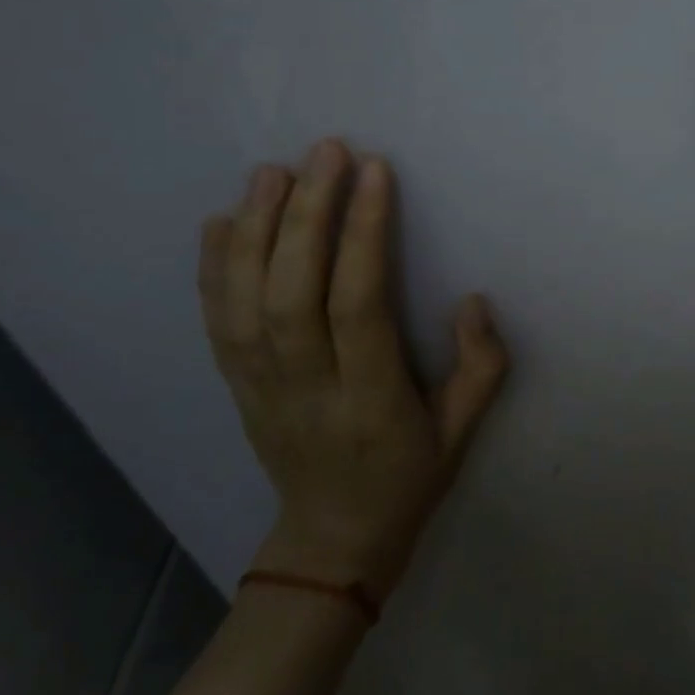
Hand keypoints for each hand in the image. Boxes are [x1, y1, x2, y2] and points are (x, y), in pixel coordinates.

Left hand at [198, 139, 509, 596]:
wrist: (333, 542)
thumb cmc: (410, 477)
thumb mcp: (464, 431)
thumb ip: (481, 366)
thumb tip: (472, 300)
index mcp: (370, 401)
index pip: (358, 305)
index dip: (364, 235)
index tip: (375, 172)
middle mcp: (306, 390)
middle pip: (292, 293)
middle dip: (306, 215)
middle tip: (324, 152)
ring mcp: (261, 390)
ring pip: (245, 302)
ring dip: (255, 231)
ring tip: (272, 171)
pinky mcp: (237, 388)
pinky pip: (217, 324)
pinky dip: (212, 269)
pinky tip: (221, 222)